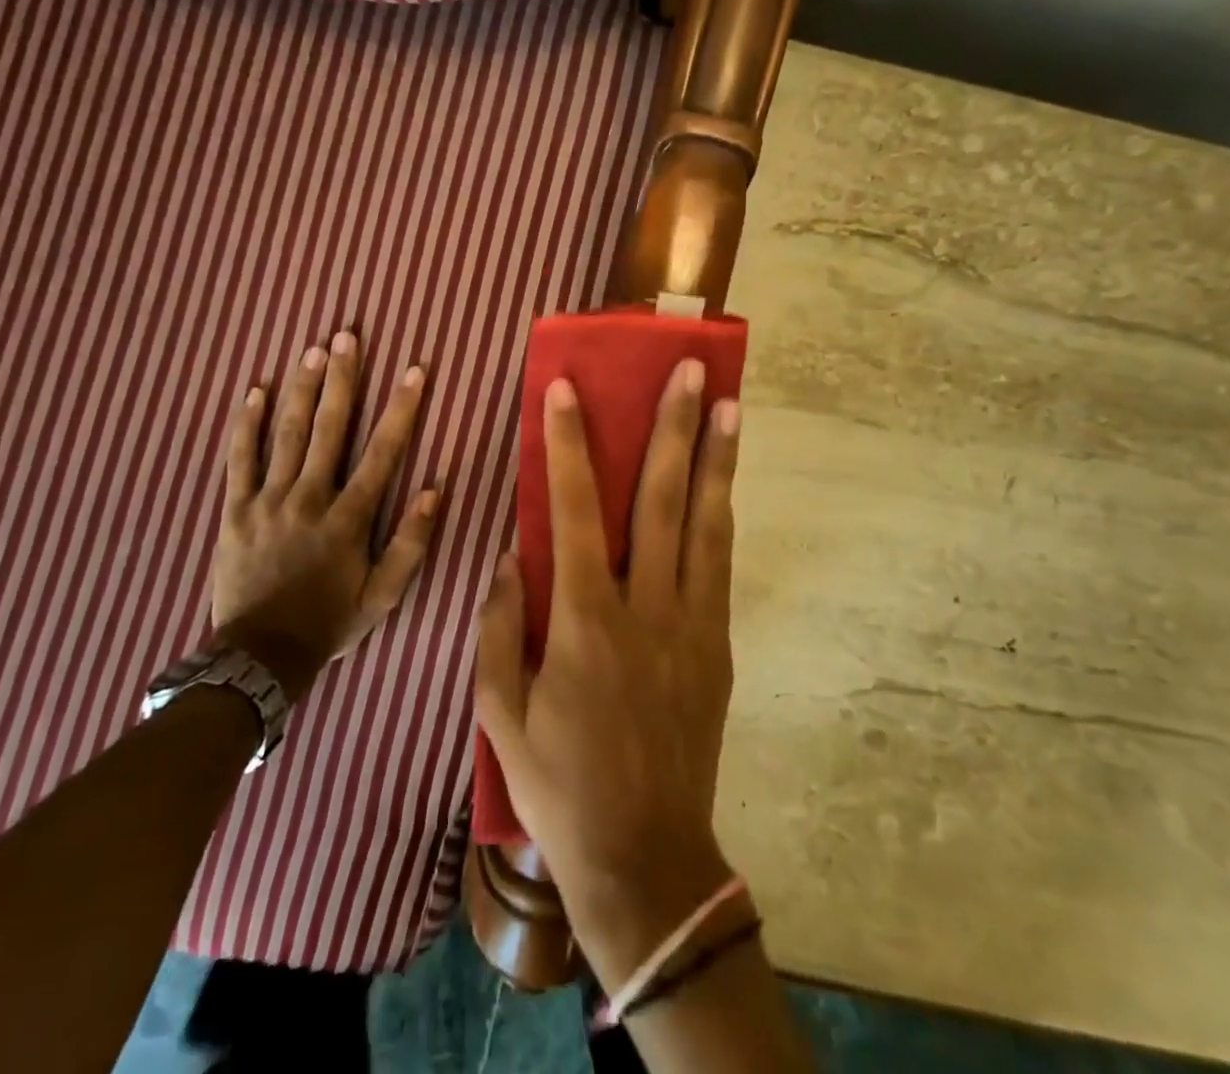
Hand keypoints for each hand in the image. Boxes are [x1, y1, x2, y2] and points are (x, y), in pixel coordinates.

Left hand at [210, 331, 438, 701]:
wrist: (259, 657)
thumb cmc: (330, 623)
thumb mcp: (384, 596)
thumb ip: (411, 543)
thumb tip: (434, 490)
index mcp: (349, 519)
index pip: (382, 453)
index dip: (401, 410)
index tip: (414, 371)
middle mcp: (309, 498)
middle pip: (328, 429)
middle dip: (341, 379)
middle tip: (347, 336)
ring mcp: (267, 501)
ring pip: (285, 434)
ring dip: (301, 389)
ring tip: (312, 350)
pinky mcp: (235, 510)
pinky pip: (238, 460)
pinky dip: (246, 424)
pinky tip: (254, 391)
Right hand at [474, 360, 741, 988]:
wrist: (645, 858)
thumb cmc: (560, 785)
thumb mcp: (501, 713)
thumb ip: (500, 626)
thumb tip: (510, 556)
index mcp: (586, 620)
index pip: (576, 511)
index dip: (569, 445)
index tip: (568, 389)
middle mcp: (647, 607)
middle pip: (662, 500)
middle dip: (673, 427)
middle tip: (689, 371)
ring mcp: (692, 623)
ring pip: (707, 523)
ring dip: (717, 459)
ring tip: (728, 405)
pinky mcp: (717, 644)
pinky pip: (720, 563)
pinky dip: (721, 513)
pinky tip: (724, 482)